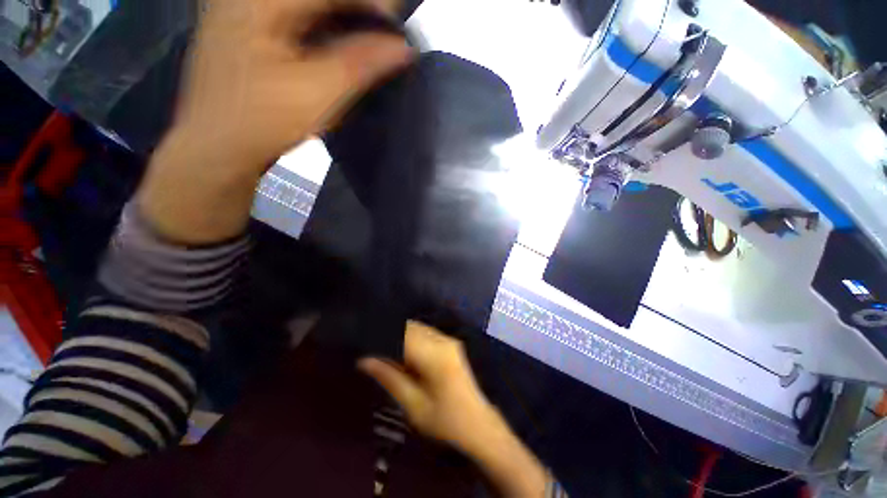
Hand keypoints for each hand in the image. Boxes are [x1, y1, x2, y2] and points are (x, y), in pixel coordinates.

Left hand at [137, 0, 412, 243]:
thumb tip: (404, 48)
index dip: (371, 3)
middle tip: (386, 36)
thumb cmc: (262, 122)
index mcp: (259, 0)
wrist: (217, 149)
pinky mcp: (248, 28)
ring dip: (343, 18)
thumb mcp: (317, 93)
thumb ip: (361, 64)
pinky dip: (325, 27)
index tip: (397, 30)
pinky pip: (296, 16)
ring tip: (370, 42)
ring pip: (309, 5)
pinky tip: (342, 46)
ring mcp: (244, 9)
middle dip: (358, 10)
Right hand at [358, 322, 498, 453]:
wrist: (478, 425)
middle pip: (409, 327)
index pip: (401, 335)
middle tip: (370, 347)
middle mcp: (443, 341)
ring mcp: (449, 340)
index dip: (380, 335)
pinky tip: (401, 352)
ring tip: (382, 350)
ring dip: (399, 335)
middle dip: (388, 333)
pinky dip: (410, 338)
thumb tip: (364, 360)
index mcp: (434, 355)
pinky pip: (425, 333)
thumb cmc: (445, 422)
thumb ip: (389, 377)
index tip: (363, 341)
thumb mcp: (413, 405)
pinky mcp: (451, 344)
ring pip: (417, 328)